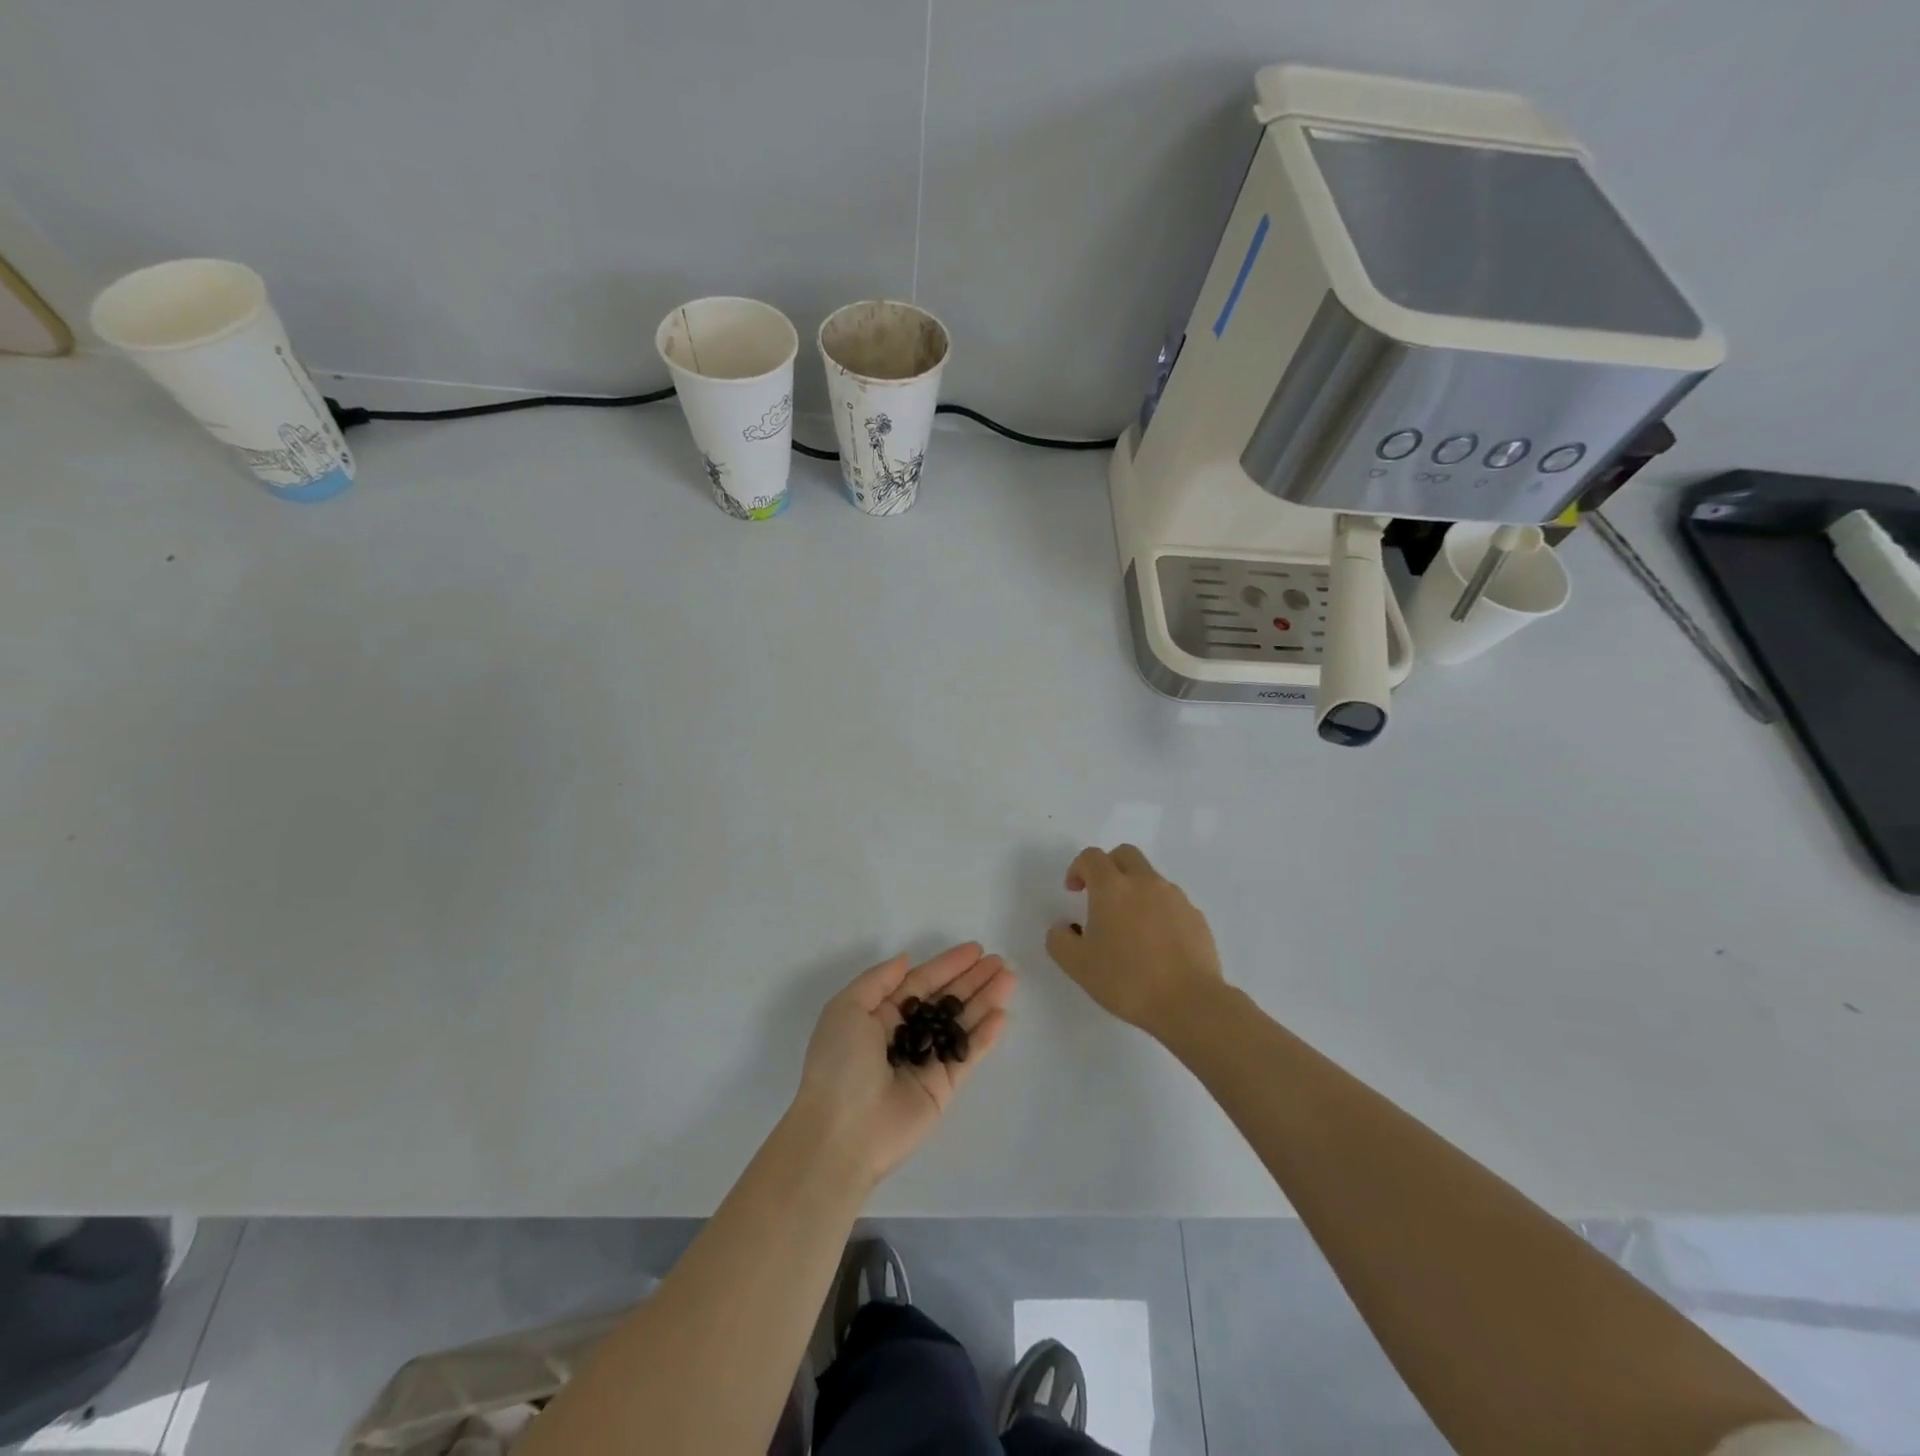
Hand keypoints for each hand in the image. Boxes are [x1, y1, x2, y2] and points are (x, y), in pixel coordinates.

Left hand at [794, 943, 1015, 1186]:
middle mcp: (905, 1035)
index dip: (947, 965)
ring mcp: (926, 1061)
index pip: (920, 982)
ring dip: (985, 1001)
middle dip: (972, 980)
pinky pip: (967, 1055)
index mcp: (879, 1015)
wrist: (841, 1132)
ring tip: (1010, 978)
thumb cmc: (839, 1063)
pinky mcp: (943, 1088)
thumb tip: (906, 959)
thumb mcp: (846, 1008)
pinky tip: (1001, 1014)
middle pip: (945, 1000)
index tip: (975, 949)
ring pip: (961, 1024)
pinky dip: (984, 1036)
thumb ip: (878, 980)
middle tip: (1000, 962)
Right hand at [1046, 844, 1224, 1037]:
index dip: (1078, 868)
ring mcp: (1175, 897)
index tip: (1074, 892)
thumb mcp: (1077, 966)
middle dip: (1109, 867)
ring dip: (1135, 890)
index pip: (1091, 857)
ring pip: (1150, 878)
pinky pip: (1171, 902)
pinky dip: (1158, 911)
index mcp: (1112, 887)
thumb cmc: (1127, 980)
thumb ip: (1060, 940)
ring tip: (1130, 928)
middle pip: (1125, 854)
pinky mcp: (1196, 917)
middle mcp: (1145, 882)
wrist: (1189, 1002)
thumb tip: (1063, 928)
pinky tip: (1156, 944)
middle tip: (1101, 897)